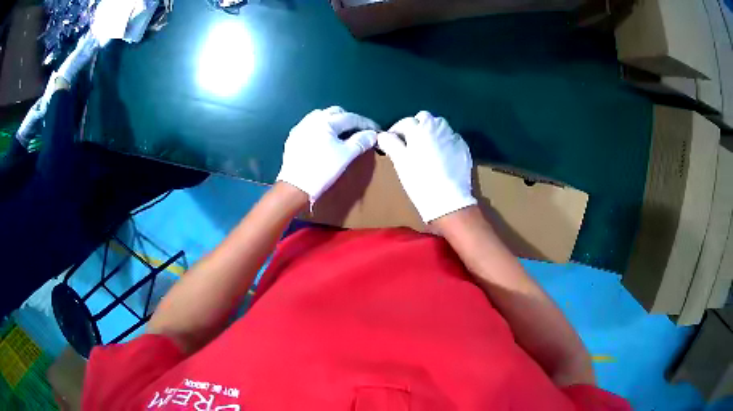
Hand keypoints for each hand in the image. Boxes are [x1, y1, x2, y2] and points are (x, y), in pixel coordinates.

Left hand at [276, 106, 378, 202]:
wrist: (296, 187)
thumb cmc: (323, 170)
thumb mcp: (346, 156)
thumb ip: (360, 142)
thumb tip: (372, 134)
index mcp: (326, 121)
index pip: (351, 117)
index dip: (365, 123)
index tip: (375, 130)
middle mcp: (312, 119)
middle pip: (335, 113)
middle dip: (349, 119)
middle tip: (359, 131)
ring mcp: (300, 128)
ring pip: (321, 117)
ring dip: (334, 121)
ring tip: (341, 133)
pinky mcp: (293, 138)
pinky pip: (310, 126)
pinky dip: (321, 128)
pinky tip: (324, 138)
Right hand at [377, 111, 475, 221]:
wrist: (448, 199)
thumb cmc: (419, 179)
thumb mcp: (400, 161)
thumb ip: (390, 144)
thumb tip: (383, 135)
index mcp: (420, 128)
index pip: (405, 122)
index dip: (396, 131)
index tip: (391, 142)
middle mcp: (438, 127)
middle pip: (425, 119)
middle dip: (416, 127)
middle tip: (410, 143)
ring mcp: (453, 137)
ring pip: (440, 126)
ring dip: (431, 132)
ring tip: (426, 148)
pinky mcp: (463, 148)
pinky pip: (451, 138)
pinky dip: (444, 142)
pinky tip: (441, 156)